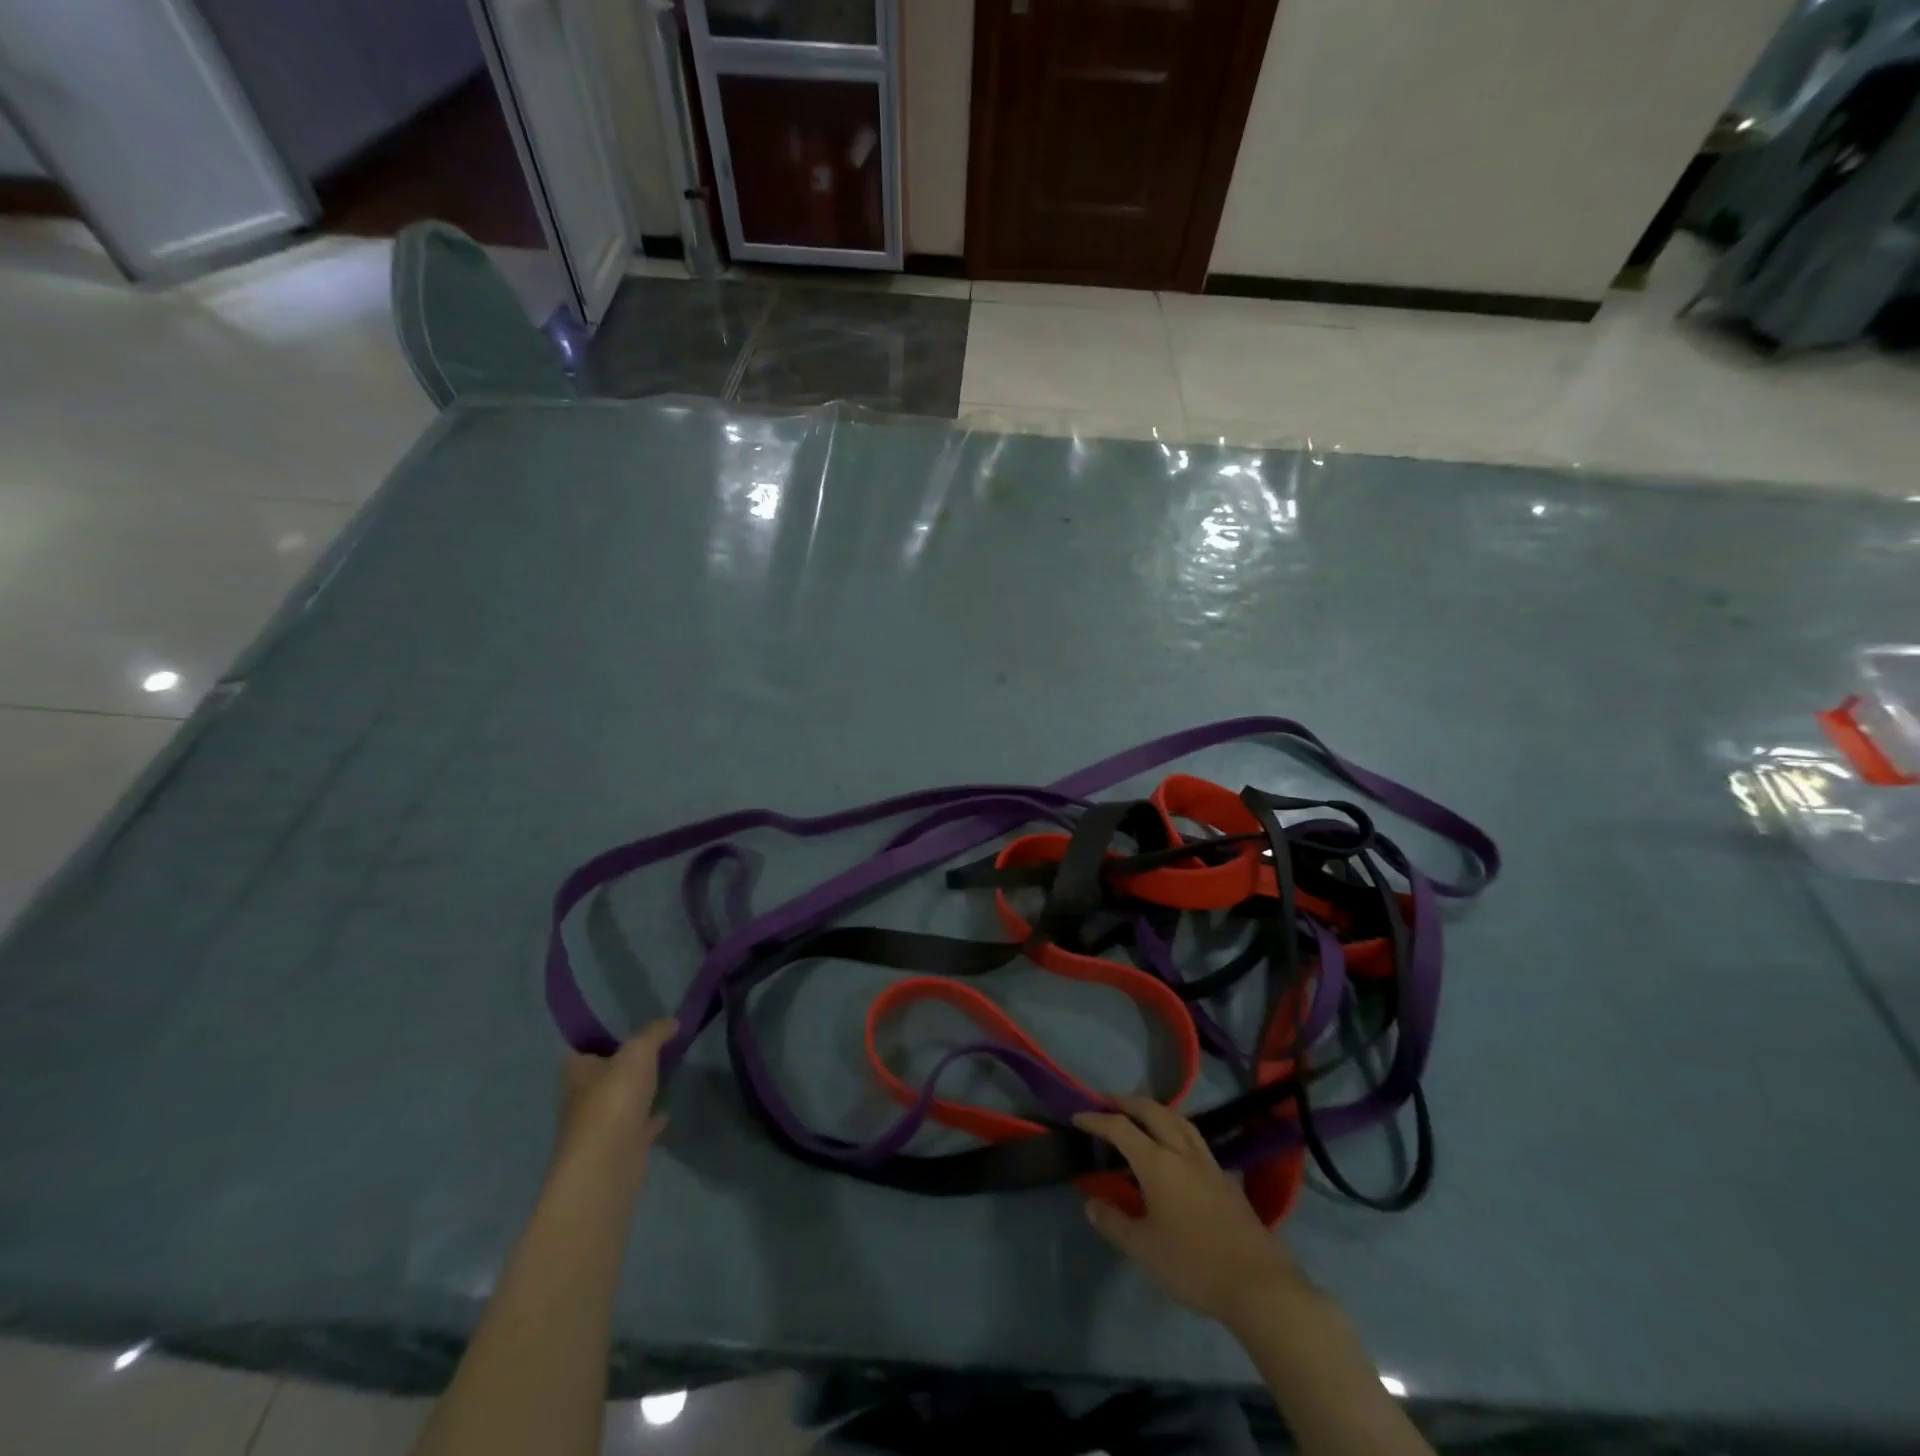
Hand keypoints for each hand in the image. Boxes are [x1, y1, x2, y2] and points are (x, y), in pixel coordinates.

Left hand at [556, 1020, 675, 1189]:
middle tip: (653, 1050)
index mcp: (577, 1072)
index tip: (625, 1030)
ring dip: (637, 1093)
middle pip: (602, 1076)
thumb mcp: (639, 1052)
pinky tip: (667, 1112)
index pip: (581, 1049)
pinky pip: (637, 1127)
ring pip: (619, 1102)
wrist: (608, 1164)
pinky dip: (650, 1120)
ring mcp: (599, 1127)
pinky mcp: (618, 1148)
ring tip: (665, 1076)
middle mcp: (582, 1098)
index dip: (600, 1038)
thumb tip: (672, 1022)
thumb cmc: (614, 1098)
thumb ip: (655, 1033)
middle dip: (622, 1066)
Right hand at [1075, 1097, 1308, 1329]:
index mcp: (1157, 1162)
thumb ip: (1114, 1223)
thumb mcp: (1144, 1249)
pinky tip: (1177, 1149)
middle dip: (1127, 1103)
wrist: (1258, 1284)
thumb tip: (1090, 1203)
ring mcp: (1208, 1163)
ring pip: (1179, 1119)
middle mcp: (1182, 1151)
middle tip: (1108, 1104)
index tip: (1078, 1117)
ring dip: (1155, 1110)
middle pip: (1152, 1111)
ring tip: (1142, 1116)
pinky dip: (1177, 1130)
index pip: (1120, 1128)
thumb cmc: (1193, 1264)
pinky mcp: (1226, 1178)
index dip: (1096, 1120)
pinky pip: (1195, 1139)